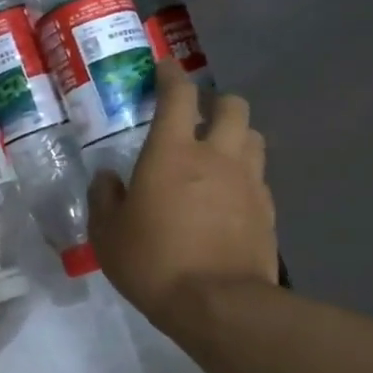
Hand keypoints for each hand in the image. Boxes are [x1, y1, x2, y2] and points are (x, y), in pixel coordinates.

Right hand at [89, 65, 276, 315]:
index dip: (171, 75)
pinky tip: (227, 195)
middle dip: (215, 101)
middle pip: (232, 106)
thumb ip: (104, 198)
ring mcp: (248, 181)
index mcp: (172, 153)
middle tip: (195, 116)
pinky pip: (258, 175)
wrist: (217, 304)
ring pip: (253, 136)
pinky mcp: (267, 209)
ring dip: (235, 134)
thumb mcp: (107, 233)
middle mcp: (216, 156)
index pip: (178, 95)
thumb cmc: (152, 261)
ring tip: (215, 152)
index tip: (164, 68)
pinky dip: (243, 173)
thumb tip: (107, 178)